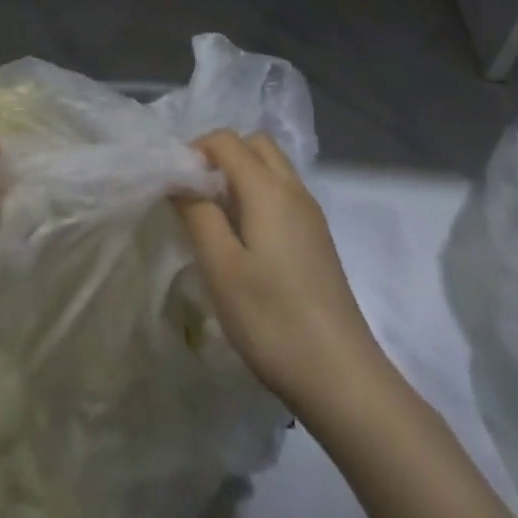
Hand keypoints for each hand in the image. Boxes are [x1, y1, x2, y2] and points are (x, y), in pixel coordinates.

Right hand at [176, 131, 382, 411]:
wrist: (342, 376)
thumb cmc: (273, 320)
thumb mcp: (222, 269)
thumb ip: (198, 215)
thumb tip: (181, 180)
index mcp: (268, 189)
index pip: (227, 140)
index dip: (196, 150)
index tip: (176, 184)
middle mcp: (293, 189)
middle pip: (255, 144)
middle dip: (222, 155)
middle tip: (197, 193)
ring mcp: (310, 213)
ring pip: (272, 166)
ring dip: (242, 174)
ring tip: (217, 217)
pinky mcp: (318, 237)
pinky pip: (283, 191)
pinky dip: (259, 194)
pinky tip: (246, 239)